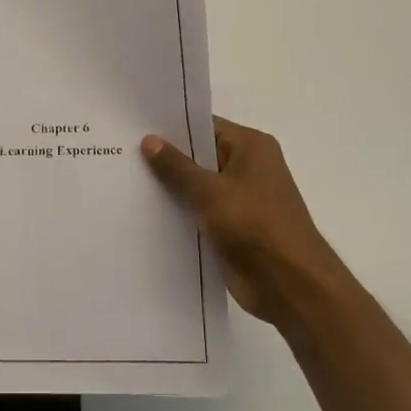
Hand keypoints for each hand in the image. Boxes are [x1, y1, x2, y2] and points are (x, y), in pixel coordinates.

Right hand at [142, 116, 355, 333]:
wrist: (289, 284)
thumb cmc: (254, 225)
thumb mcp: (209, 191)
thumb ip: (176, 166)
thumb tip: (149, 139)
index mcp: (251, 147)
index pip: (205, 126)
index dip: (171, 127)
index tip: (135, 127)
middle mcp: (248, 167)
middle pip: (200, 155)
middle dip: (166, 158)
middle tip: (121, 152)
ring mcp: (241, 199)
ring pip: (198, 186)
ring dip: (171, 188)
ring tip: (125, 180)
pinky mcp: (233, 227)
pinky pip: (200, 212)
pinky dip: (180, 212)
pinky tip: (144, 212)